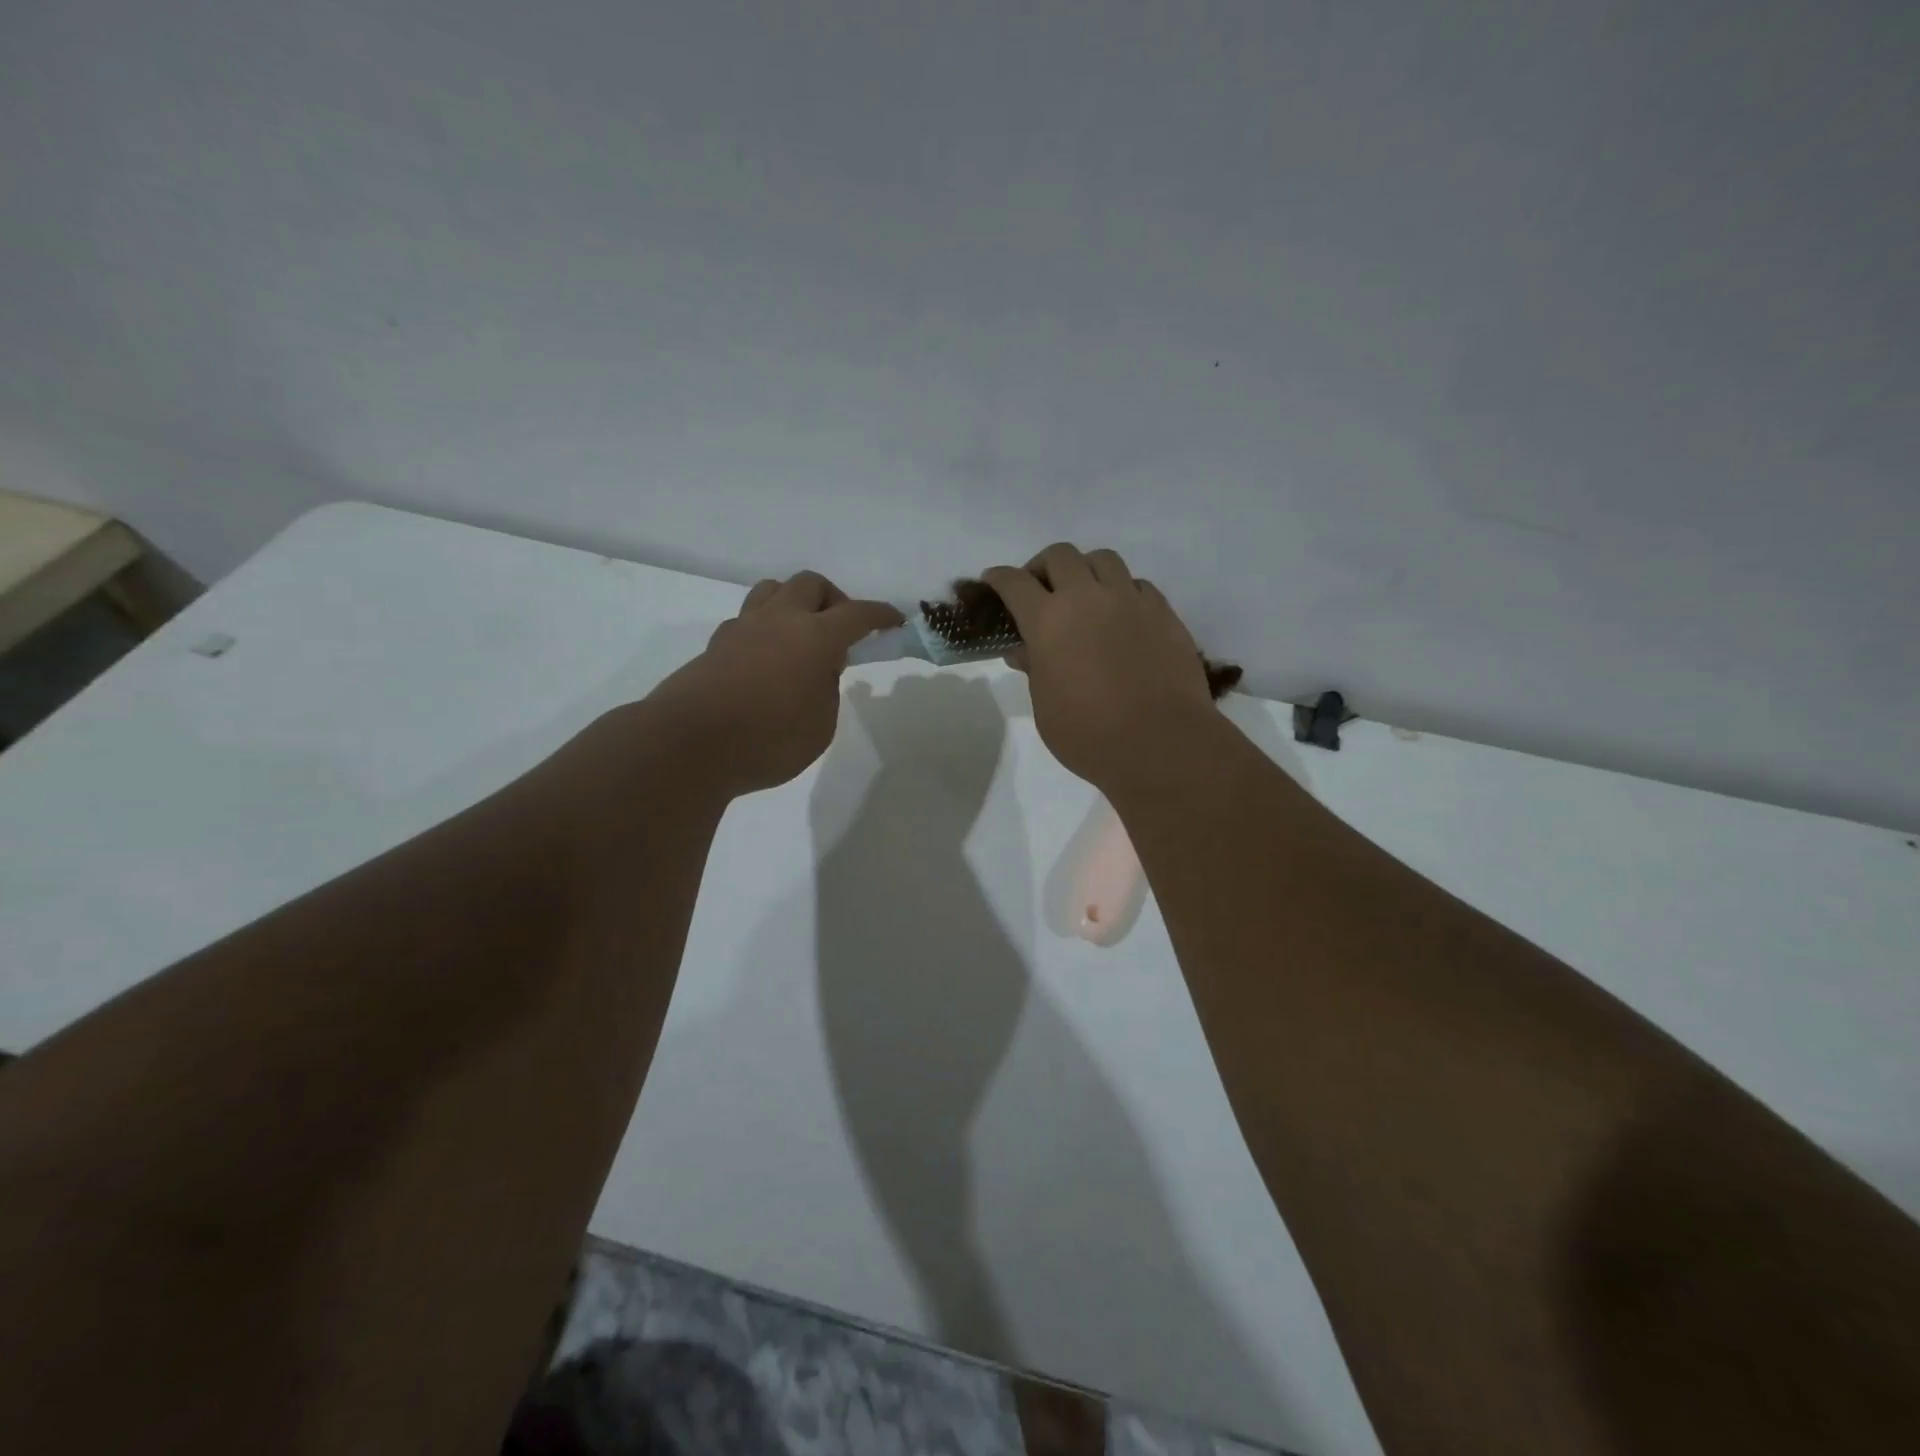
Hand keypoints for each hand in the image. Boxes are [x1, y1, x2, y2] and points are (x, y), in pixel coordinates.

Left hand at [645, 572, 901, 794]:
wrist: (690, 745)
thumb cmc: (769, 740)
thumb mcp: (821, 724)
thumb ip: (828, 689)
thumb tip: (818, 669)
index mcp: (815, 637)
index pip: (857, 614)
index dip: (880, 615)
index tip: (894, 622)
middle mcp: (779, 620)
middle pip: (811, 584)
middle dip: (834, 599)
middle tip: (840, 631)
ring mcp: (743, 628)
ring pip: (772, 589)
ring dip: (794, 602)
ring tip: (800, 636)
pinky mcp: (716, 645)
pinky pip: (747, 618)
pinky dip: (765, 627)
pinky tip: (767, 658)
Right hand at [983, 545, 1217, 793]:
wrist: (1161, 743)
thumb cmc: (1089, 735)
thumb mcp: (1045, 708)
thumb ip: (1034, 669)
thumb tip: (1025, 650)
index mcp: (1048, 621)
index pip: (1014, 583)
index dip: (999, 578)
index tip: (993, 581)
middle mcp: (1087, 598)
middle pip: (1059, 556)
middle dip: (1041, 567)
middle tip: (1039, 590)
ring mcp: (1129, 600)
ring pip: (1102, 559)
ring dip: (1085, 570)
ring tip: (1084, 595)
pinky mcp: (1163, 611)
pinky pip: (1136, 584)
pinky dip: (1121, 591)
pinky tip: (1120, 616)